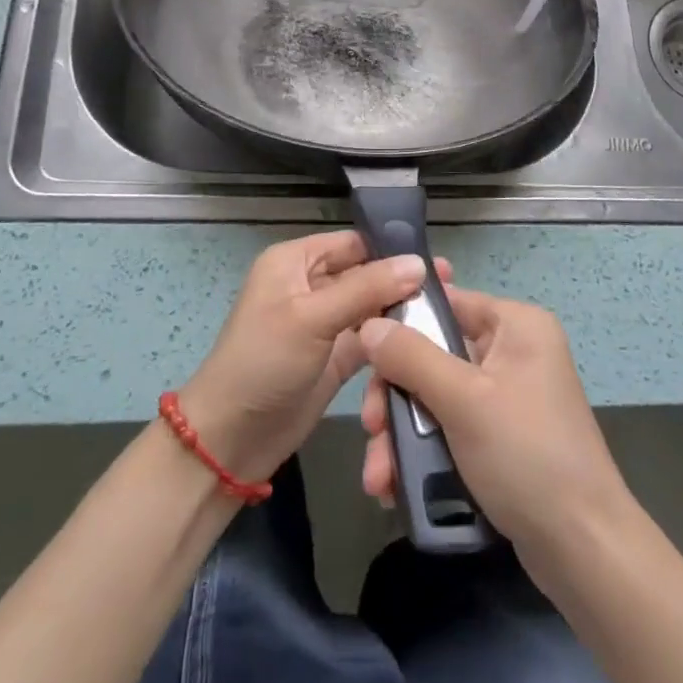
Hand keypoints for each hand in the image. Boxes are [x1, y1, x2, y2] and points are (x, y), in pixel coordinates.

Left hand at [180, 231, 447, 486]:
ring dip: (401, 310)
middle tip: (451, 285)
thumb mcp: (313, 318)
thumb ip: (366, 288)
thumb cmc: (264, 362)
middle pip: (365, 274)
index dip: (390, 248)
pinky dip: (392, 340)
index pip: (352, 243)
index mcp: (295, 262)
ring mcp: (323, 324)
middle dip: (402, 280)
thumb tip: (418, 263)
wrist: (230, 439)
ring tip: (448, 311)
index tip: (435, 259)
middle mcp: (310, 286)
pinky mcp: (334, 358)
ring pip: (370, 307)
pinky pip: (370, 339)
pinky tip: (427, 340)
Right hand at [358, 287, 633, 565]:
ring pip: (437, 399)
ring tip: (378, 477)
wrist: (584, 550)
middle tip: (371, 429)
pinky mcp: (502, 440)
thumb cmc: (526, 455)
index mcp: (516, 326)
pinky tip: (396, 487)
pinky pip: (452, 430)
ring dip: (403, 435)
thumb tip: (369, 324)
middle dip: (396, 399)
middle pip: (434, 356)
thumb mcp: (462, 400)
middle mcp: (514, 353)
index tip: (364, 352)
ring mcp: (508, 398)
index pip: (448, 303)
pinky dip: (424, 454)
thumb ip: (411, 357)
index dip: (403, 324)